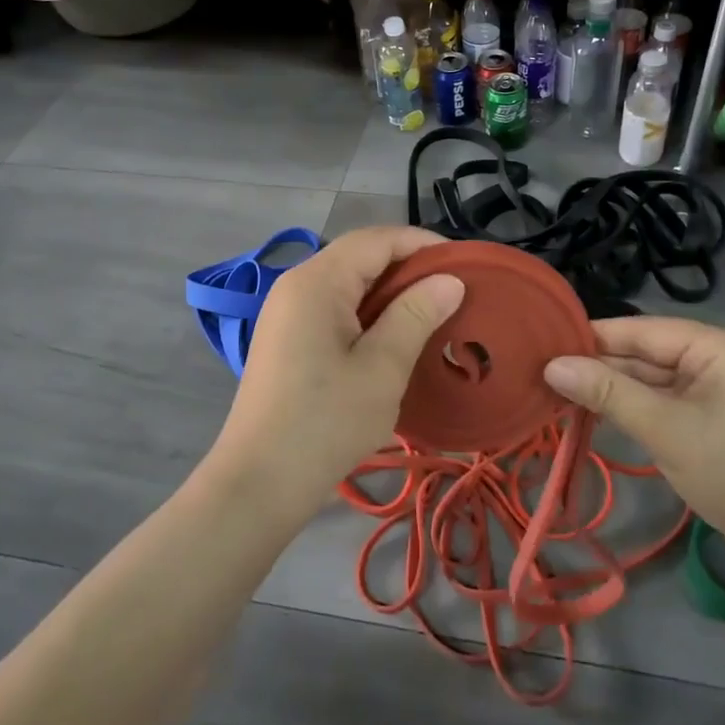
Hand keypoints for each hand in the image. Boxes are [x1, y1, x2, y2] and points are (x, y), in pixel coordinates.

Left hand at [211, 227, 463, 505]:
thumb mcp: (382, 368)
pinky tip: (395, 337)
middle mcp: (297, 285)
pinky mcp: (287, 339)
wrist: (258, 484)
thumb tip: (450, 280)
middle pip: (360, 256)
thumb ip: (416, 315)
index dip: (423, 244)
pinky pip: (335, 308)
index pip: (377, 240)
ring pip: (349, 283)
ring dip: (391, 292)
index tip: (466, 265)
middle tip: (455, 292)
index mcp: (317, 281)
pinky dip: (369, 313)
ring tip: (433, 313)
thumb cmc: (325, 423)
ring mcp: (287, 312)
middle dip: (410, 267)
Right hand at [543, 317, 724, 568]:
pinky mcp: (720, 411)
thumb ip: (606, 392)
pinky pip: (670, 397)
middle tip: (547, 373)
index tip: (547, 343)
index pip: (644, 330)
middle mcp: (724, 354)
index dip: (595, 338)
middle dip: (603, 366)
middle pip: (650, 352)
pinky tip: (600, 408)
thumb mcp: (663, 428)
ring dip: (617, 387)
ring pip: (657, 377)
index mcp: (722, 345)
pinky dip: (638, 404)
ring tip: (562, 390)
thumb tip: (552, 366)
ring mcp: (724, 384)